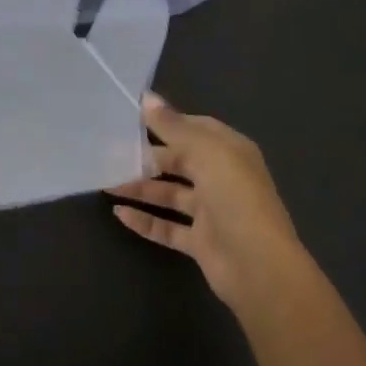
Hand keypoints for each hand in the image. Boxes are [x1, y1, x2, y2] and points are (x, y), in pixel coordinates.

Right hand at [106, 93, 305, 310]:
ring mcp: (211, 212)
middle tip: (109, 151)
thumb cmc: (235, 198)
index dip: (165, 121)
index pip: (194, 128)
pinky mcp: (200, 242)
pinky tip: (119, 213)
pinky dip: (144, 220)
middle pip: (178, 161)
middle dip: (146, 156)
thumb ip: (172, 126)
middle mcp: (221, 178)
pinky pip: (167, 227)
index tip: (130, 117)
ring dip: (140, 188)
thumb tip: (147, 98)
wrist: (259, 267)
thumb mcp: (205, 152)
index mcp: (230, 152)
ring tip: (107, 182)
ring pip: (169, 194)